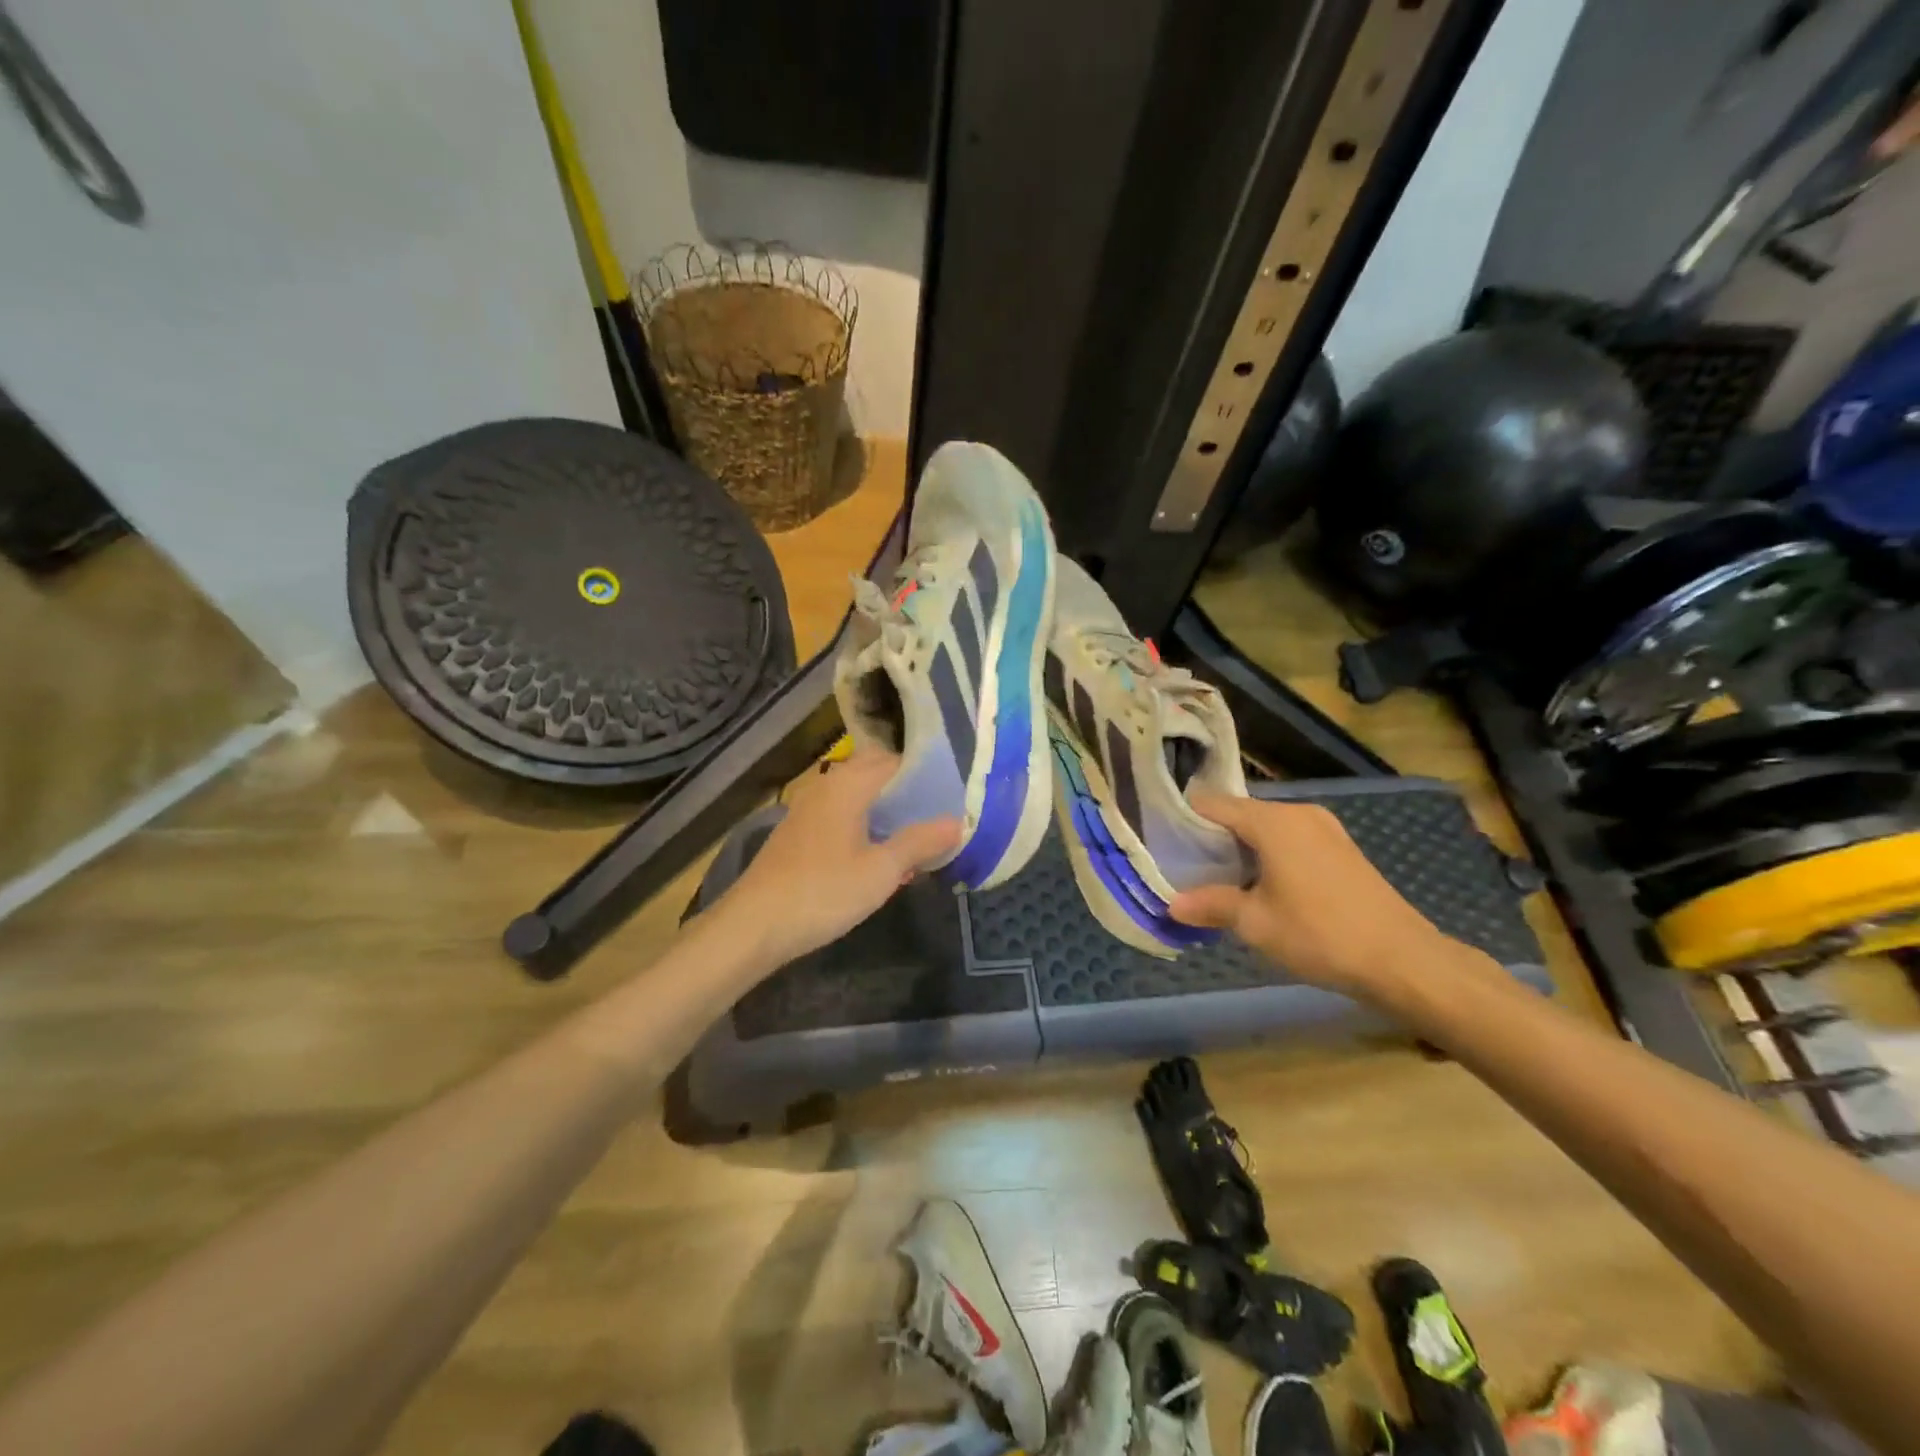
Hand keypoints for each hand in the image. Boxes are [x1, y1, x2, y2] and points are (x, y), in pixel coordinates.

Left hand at [715, 747, 961, 967]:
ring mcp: (809, 810)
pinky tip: (881, 856)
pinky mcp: (800, 834)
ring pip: (858, 797)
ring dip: (887, 812)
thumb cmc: (823, 892)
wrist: (753, 926)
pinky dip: (866, 826)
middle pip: (875, 774)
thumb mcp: (882, 871)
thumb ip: (920, 842)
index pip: (896, 761)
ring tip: (918, 836)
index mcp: (848, 784)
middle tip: (940, 814)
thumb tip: (958, 821)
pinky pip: (843, 816)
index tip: (955, 792)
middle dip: (908, 792)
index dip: (927, 774)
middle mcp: (826, 787)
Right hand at [1168, 794, 1456, 1001]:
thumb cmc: (1320, 934)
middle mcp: (1299, 813)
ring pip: (1267, 827)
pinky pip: (1291, 839)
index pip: (1213, 804)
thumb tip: (1173, 904)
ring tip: (1220, 880)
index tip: (1163, 840)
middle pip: (1241, 814)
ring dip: (1243, 848)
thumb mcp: (1256, 923)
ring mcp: (1326, 828)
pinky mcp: (1342, 848)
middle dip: (1213, 837)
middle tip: (1187, 866)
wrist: (1404, 960)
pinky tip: (1263, 886)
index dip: (1184, 818)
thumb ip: (1212, 905)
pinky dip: (1270, 854)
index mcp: (1273, 821)